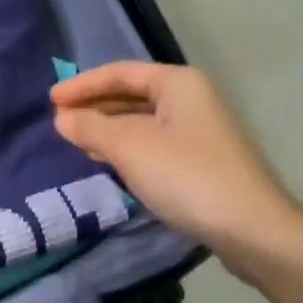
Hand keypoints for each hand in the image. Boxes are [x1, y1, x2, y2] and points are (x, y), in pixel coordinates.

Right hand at [51, 62, 302, 269]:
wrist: (252, 229)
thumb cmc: (187, 177)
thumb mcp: (130, 149)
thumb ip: (92, 128)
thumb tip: (62, 118)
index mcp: (177, 83)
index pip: (120, 73)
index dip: (82, 85)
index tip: (50, 100)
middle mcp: (191, 99)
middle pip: (132, 94)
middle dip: (95, 106)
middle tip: (60, 121)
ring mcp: (199, 131)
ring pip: (143, 121)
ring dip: (109, 128)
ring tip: (77, 140)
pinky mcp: (201, 161)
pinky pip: (154, 144)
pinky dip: (127, 148)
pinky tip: (110, 162)